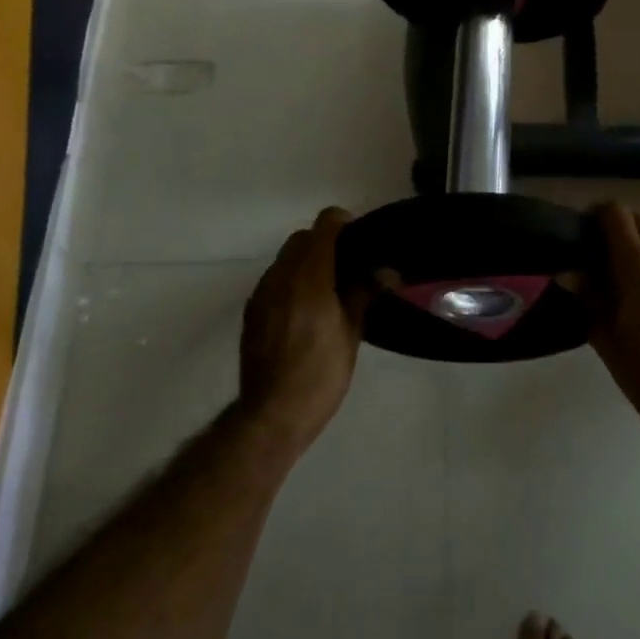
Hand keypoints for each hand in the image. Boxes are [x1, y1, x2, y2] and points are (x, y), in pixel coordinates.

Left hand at [238, 207, 367, 454]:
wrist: (272, 414)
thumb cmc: (320, 374)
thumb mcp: (351, 333)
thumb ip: (364, 293)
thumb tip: (387, 270)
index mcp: (309, 277)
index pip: (324, 225)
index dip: (344, 224)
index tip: (361, 240)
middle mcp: (281, 276)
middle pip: (302, 238)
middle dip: (325, 243)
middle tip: (349, 267)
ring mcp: (262, 292)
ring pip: (285, 258)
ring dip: (306, 262)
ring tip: (329, 290)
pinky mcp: (252, 310)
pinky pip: (274, 280)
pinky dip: (291, 281)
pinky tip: (307, 310)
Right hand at [587, 203, 639, 445]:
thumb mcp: (606, 338)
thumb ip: (588, 297)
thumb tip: (567, 273)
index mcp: (639, 267)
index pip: (616, 214)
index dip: (595, 216)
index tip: (580, 234)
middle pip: (638, 222)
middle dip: (614, 230)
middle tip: (594, 258)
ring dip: (635, 251)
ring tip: (617, 284)